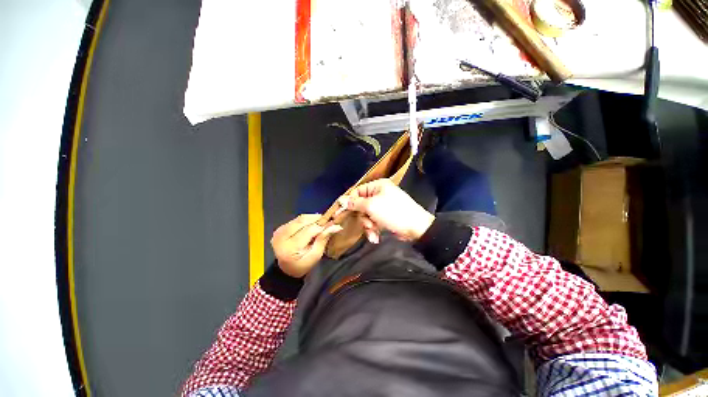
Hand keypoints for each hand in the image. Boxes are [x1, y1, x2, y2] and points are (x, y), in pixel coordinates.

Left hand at [271, 214, 342, 277]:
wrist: (286, 269)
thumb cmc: (302, 265)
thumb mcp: (315, 256)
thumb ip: (323, 239)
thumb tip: (336, 226)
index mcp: (290, 247)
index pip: (309, 230)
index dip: (322, 225)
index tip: (333, 223)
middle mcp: (281, 237)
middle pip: (303, 221)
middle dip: (317, 219)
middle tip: (328, 222)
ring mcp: (279, 231)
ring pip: (300, 218)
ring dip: (312, 219)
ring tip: (320, 224)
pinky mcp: (280, 228)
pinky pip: (296, 220)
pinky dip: (306, 220)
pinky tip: (311, 226)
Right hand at [343, 179, 434, 241]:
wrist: (415, 228)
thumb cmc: (392, 212)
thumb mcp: (371, 206)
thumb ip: (355, 203)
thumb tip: (341, 200)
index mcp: (377, 186)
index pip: (358, 191)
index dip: (350, 202)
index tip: (342, 212)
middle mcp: (379, 194)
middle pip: (361, 205)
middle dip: (363, 218)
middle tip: (368, 225)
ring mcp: (383, 206)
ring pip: (366, 215)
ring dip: (368, 226)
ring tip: (374, 232)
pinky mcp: (385, 217)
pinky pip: (373, 222)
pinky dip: (374, 230)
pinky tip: (376, 237)